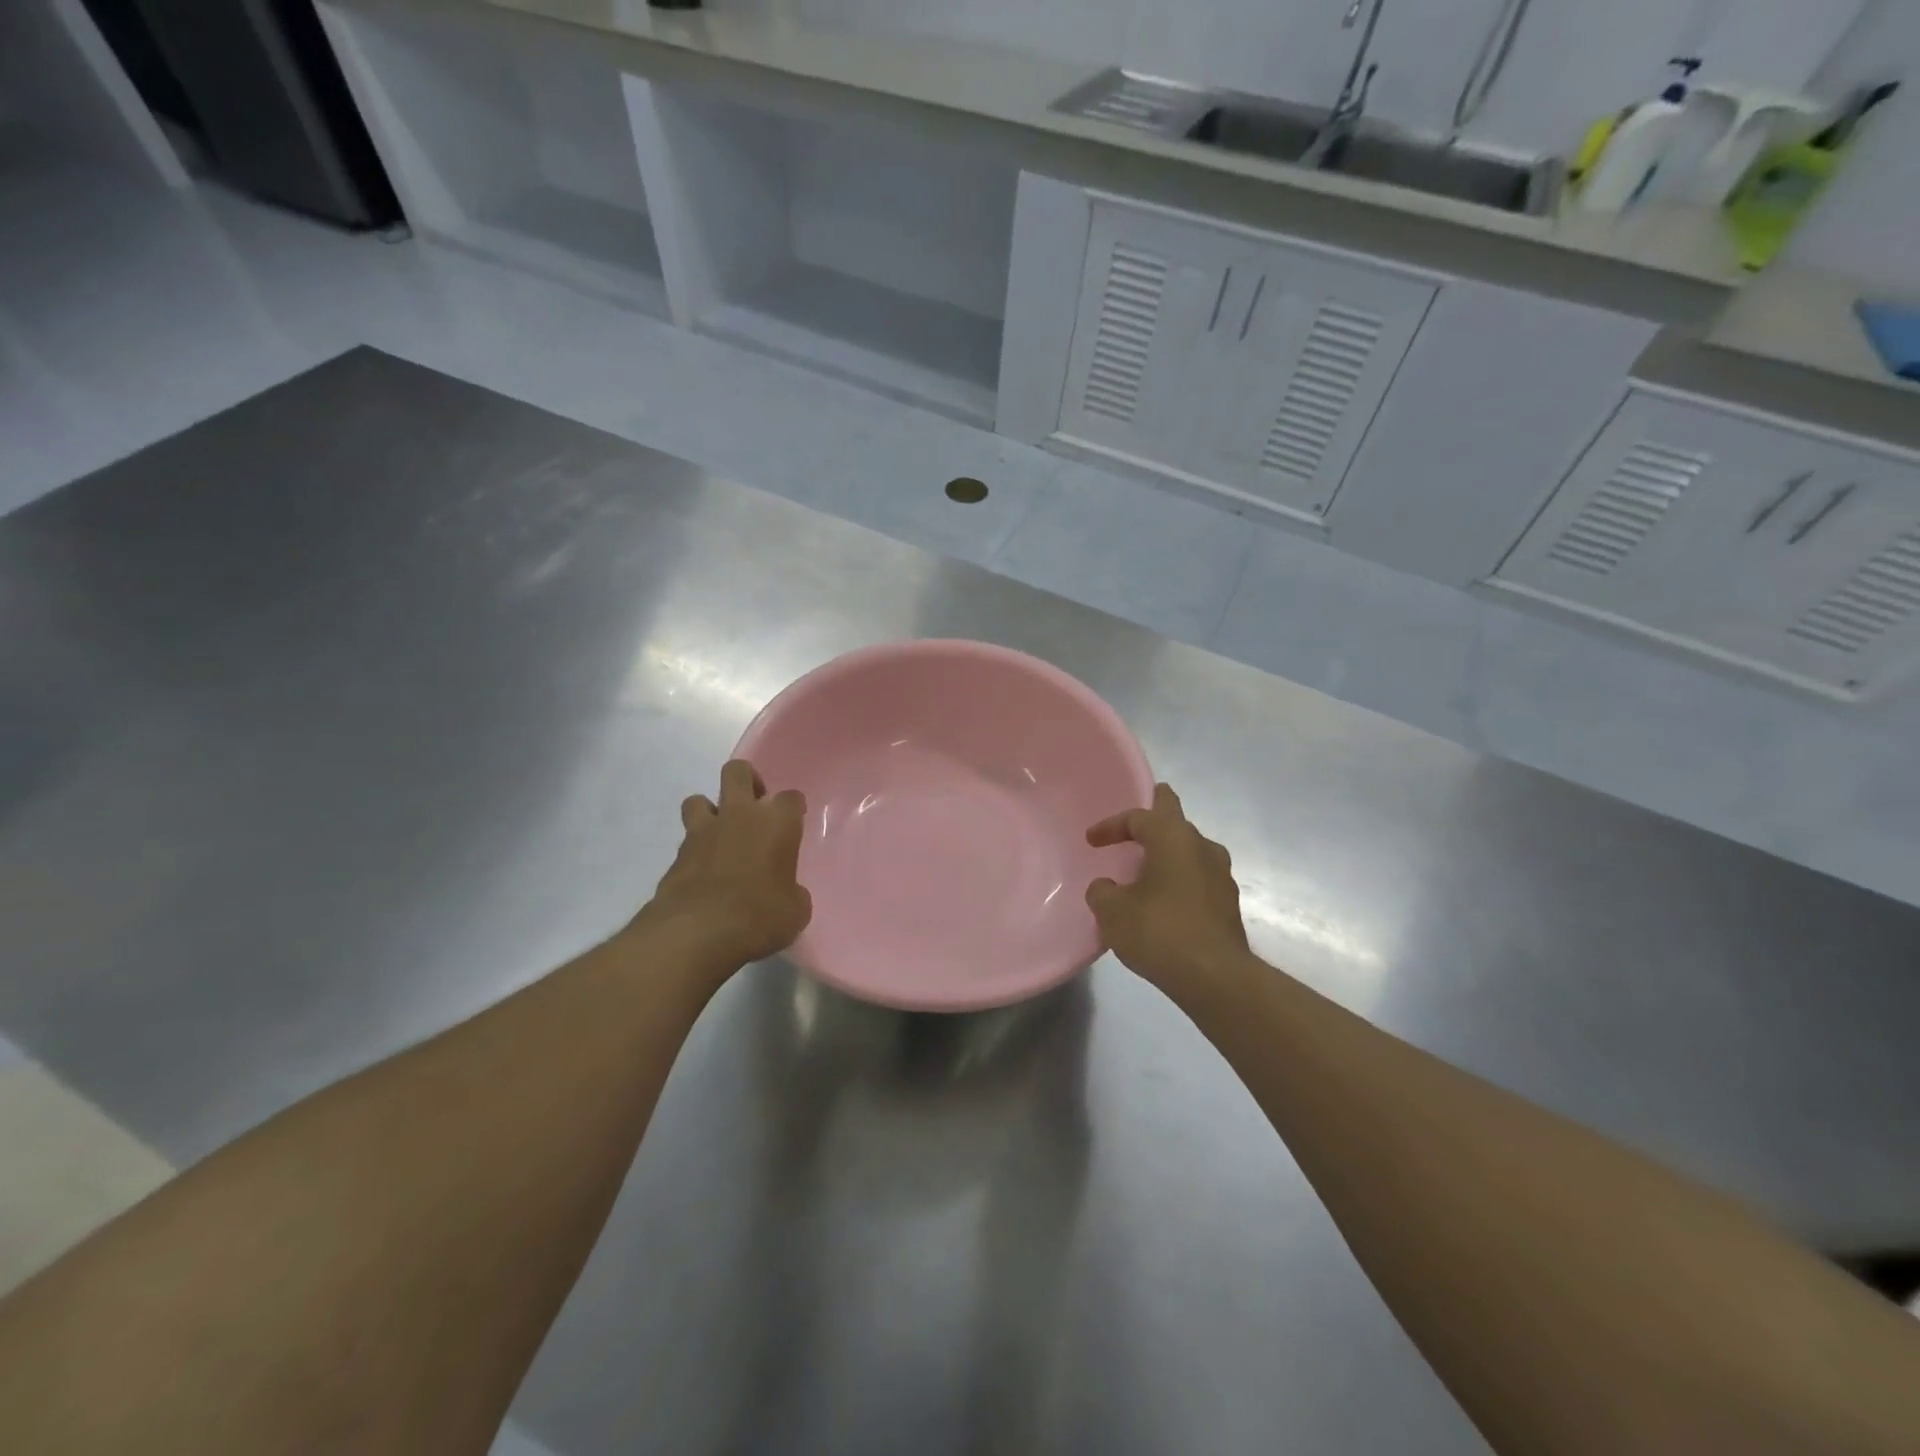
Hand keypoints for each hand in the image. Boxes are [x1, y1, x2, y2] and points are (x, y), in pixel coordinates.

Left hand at [642, 759, 811, 971]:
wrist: (697, 932)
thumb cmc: (759, 916)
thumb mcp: (795, 911)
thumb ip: (793, 893)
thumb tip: (787, 893)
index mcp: (776, 823)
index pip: (790, 798)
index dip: (793, 808)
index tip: (794, 823)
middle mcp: (739, 816)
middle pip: (738, 771)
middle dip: (747, 781)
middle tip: (754, 808)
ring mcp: (703, 832)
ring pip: (698, 799)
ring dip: (710, 811)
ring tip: (720, 836)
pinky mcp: (676, 855)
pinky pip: (686, 840)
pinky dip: (695, 851)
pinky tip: (703, 873)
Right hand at [1086, 783, 1251, 998]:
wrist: (1216, 978)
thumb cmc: (1160, 932)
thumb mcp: (1112, 911)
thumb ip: (1102, 892)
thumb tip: (1107, 888)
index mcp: (1173, 838)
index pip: (1139, 817)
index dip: (1111, 825)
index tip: (1091, 840)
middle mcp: (1203, 847)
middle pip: (1175, 818)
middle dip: (1155, 815)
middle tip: (1136, 819)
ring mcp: (1221, 875)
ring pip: (1189, 850)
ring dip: (1167, 853)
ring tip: (1145, 868)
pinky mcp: (1228, 904)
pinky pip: (1197, 878)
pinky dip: (1178, 880)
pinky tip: (1163, 901)